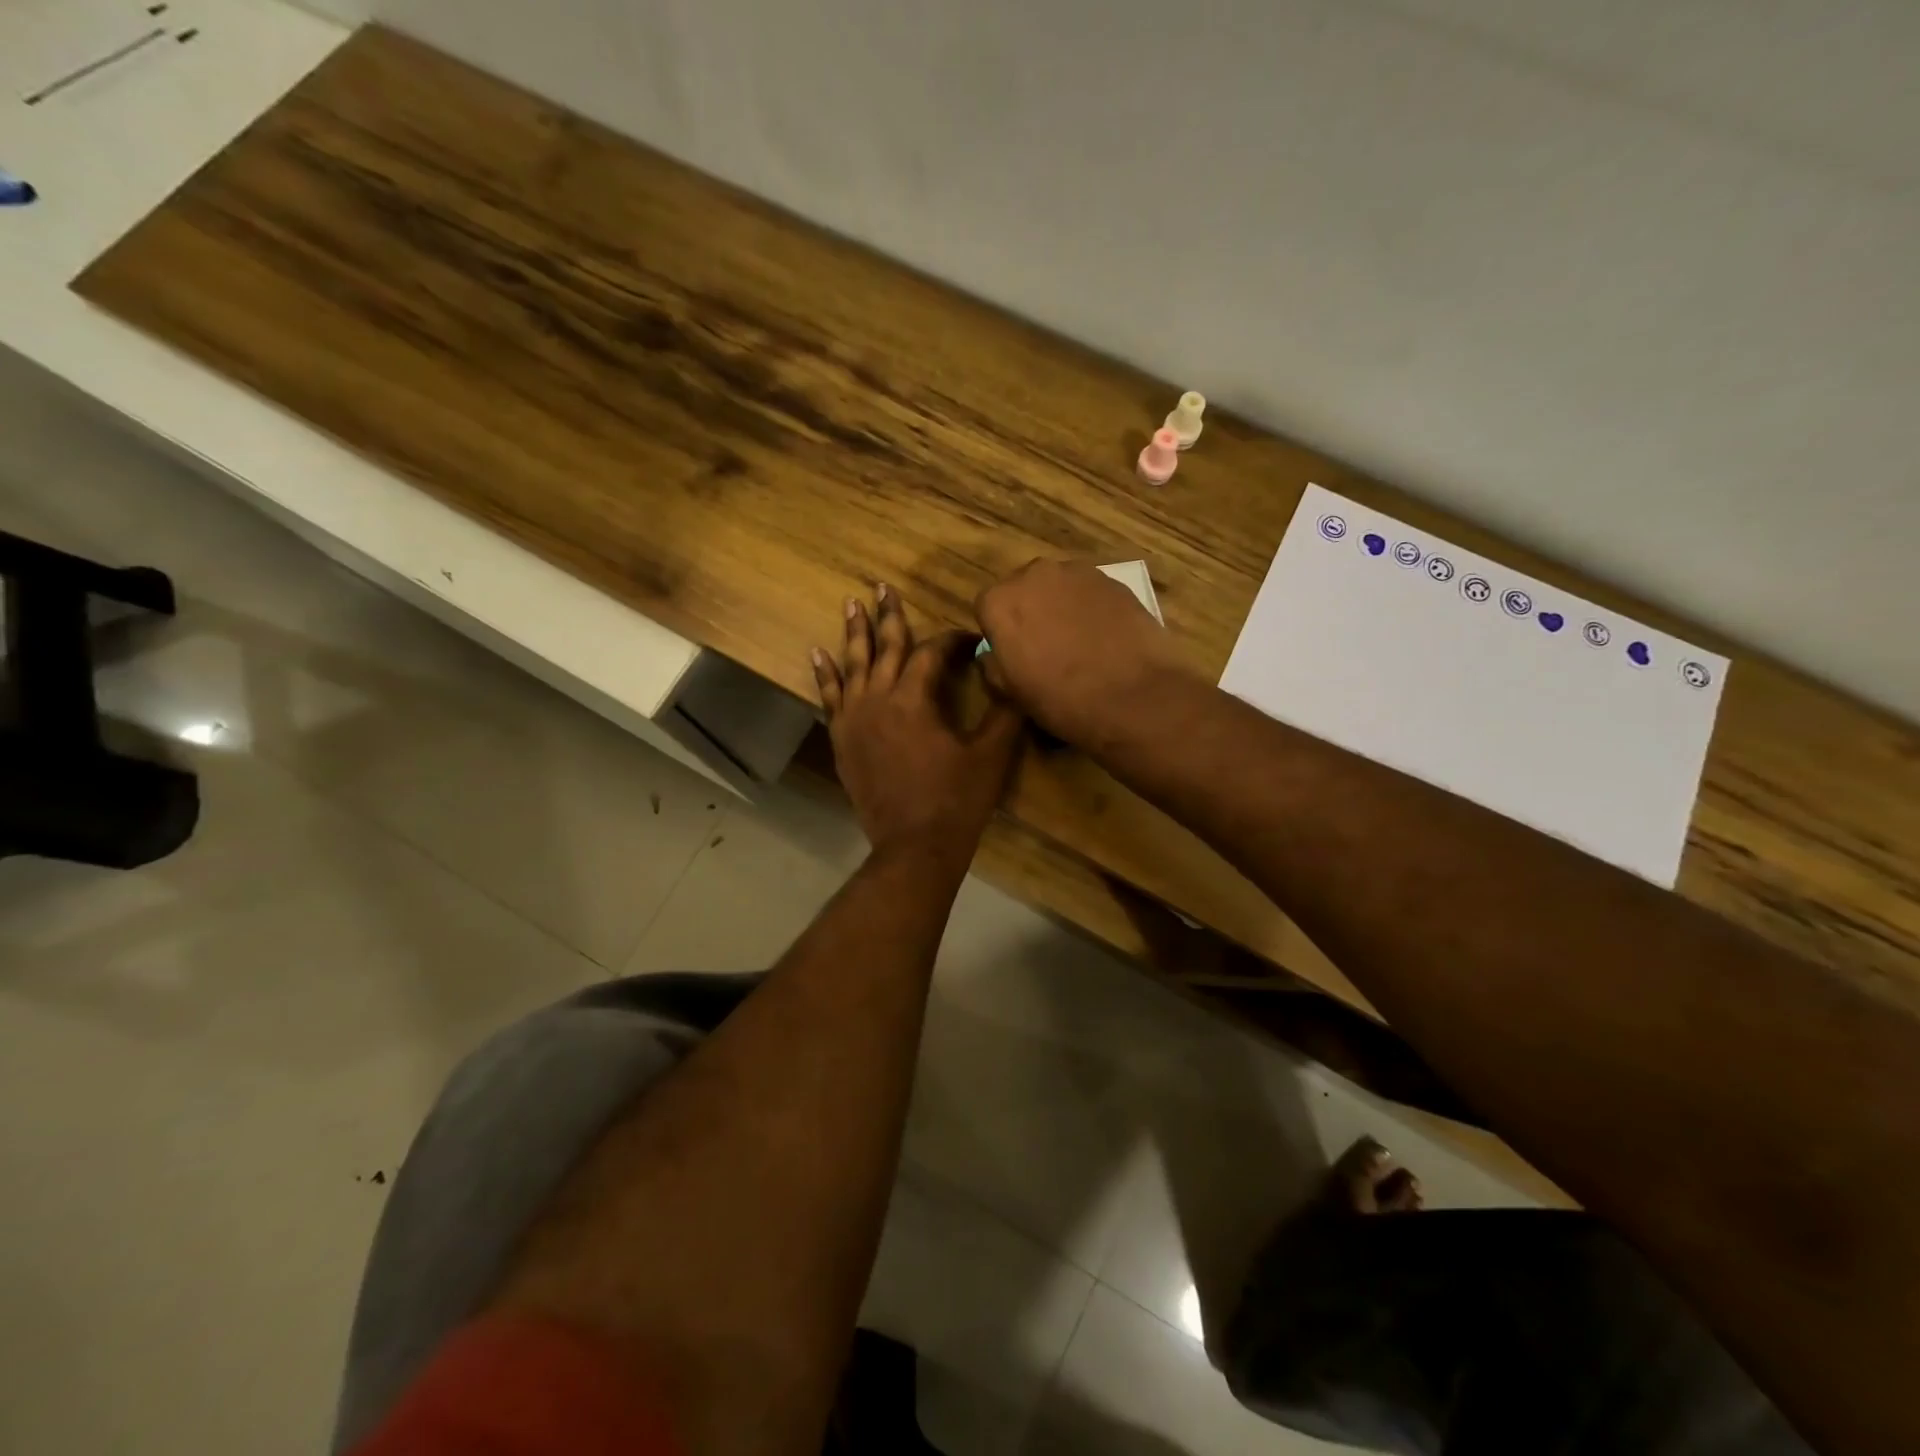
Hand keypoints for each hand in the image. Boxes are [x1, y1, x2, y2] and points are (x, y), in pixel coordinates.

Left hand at [813, 585, 1025, 859]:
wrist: (914, 846)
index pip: (932, 653)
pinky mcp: (842, 739)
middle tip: (883, 587)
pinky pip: (830, 697)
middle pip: (885, 647)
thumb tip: (1014, 675)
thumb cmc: (956, 800)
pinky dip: (825, 675)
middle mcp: (878, 699)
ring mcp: (854, 719)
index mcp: (914, 699)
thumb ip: (1005, 712)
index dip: (953, 641)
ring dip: (854, 634)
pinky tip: (818, 653)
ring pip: (853, 665)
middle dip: (888, 616)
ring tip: (852, 604)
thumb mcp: (992, 755)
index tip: (970, 639)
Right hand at [975, 560, 1195, 748]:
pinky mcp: (1114, 580)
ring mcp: (1078, 573)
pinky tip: (1106, 639)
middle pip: (1024, 590)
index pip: (987, 608)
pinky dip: (1092, 609)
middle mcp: (1034, 574)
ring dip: (1062, 607)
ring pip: (1059, 587)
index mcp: (1000, 601)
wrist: (1133, 696)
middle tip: (1046, 648)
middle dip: (1030, 612)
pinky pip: (1091, 592)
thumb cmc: (1060, 699)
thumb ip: (994, 665)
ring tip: (1080, 644)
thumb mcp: (1012, 693)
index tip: (1014, 655)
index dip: (999, 632)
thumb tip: (993, 655)